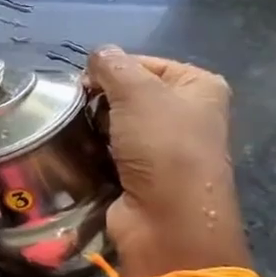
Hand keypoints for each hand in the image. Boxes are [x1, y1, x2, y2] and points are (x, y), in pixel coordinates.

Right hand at [83, 46, 247, 276]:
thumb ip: (112, 65)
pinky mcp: (142, 174)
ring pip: (114, 123)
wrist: (168, 220)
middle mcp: (186, 114)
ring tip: (76, 133)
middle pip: (127, 93)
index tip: (85, 84)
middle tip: (79, 109)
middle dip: (100, 99)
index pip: (142, 62)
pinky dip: (93, 151)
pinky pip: (109, 151)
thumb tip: (96, 56)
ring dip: (93, 127)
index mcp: (198, 86)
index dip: (111, 70)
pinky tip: (81, 153)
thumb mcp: (137, 91)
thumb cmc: (163, 146)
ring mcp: (165, 147)